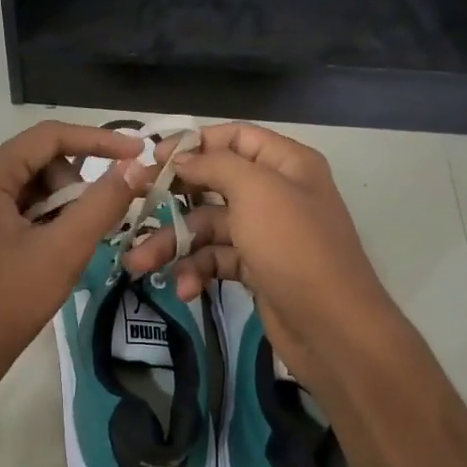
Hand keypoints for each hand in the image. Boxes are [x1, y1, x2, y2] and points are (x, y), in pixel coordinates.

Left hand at [0, 121, 150, 407]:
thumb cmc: (7, 301)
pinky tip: (54, 251)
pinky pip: (14, 209)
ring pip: (29, 187)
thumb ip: (102, 202)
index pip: (49, 136)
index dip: (99, 140)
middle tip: (98, 222)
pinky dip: (42, 221)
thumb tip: (134, 165)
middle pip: (38, 161)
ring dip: (61, 206)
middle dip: (75, 184)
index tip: (140, 154)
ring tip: (74, 244)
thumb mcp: (63, 250)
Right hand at [121, 123, 404, 387]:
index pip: (235, 137)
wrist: (333, 329)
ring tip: (139, 263)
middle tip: (133, 205)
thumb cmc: (294, 248)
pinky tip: (185, 289)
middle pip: (213, 183)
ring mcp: (265, 233)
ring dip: (174, 244)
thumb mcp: (256, 192)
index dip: (194, 143)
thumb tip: (182, 158)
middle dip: (172, 198)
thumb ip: (215, 165)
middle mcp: (276, 192)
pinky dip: (197, 271)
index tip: (153, 158)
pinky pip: (216, 259)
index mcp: (286, 164)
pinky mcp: (256, 268)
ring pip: (207, 227)